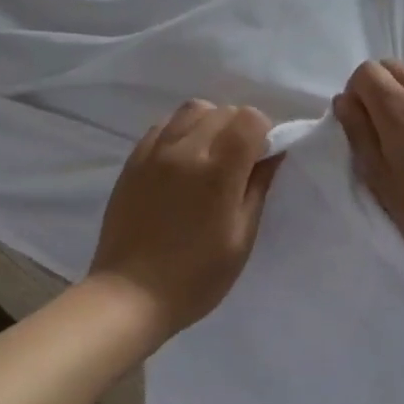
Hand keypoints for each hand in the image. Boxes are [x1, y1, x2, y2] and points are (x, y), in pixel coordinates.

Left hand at [87, 99, 281, 337]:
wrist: (130, 294)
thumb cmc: (197, 276)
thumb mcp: (242, 237)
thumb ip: (258, 187)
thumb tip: (273, 153)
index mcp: (218, 171)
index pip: (250, 119)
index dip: (264, 133)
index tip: (263, 159)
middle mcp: (185, 150)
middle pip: (223, 111)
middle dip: (240, 128)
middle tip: (240, 162)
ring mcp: (155, 151)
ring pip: (192, 110)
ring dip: (210, 124)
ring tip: (211, 156)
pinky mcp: (134, 160)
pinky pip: (164, 125)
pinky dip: (182, 131)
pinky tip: (183, 161)